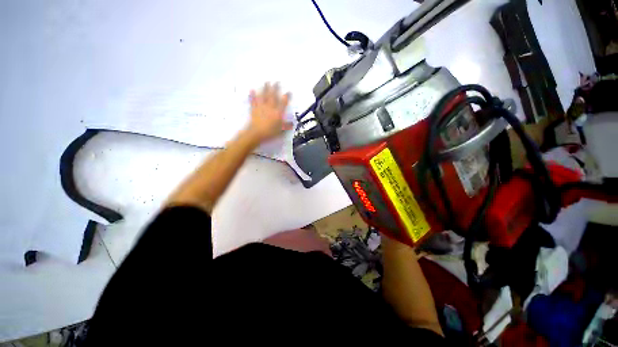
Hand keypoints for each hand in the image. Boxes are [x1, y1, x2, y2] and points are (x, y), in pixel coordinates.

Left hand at [246, 83, 291, 143]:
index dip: (286, 97)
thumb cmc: (270, 132)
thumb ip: (286, 126)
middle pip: (273, 96)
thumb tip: (292, 124)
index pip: (283, 103)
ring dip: (265, 88)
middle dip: (275, 88)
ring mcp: (261, 107)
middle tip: (276, 81)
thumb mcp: (281, 131)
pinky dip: (252, 95)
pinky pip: (253, 101)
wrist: (256, 133)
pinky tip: (252, 90)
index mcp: (278, 113)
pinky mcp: (254, 109)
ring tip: (266, 82)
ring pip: (264, 96)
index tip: (288, 92)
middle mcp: (270, 108)